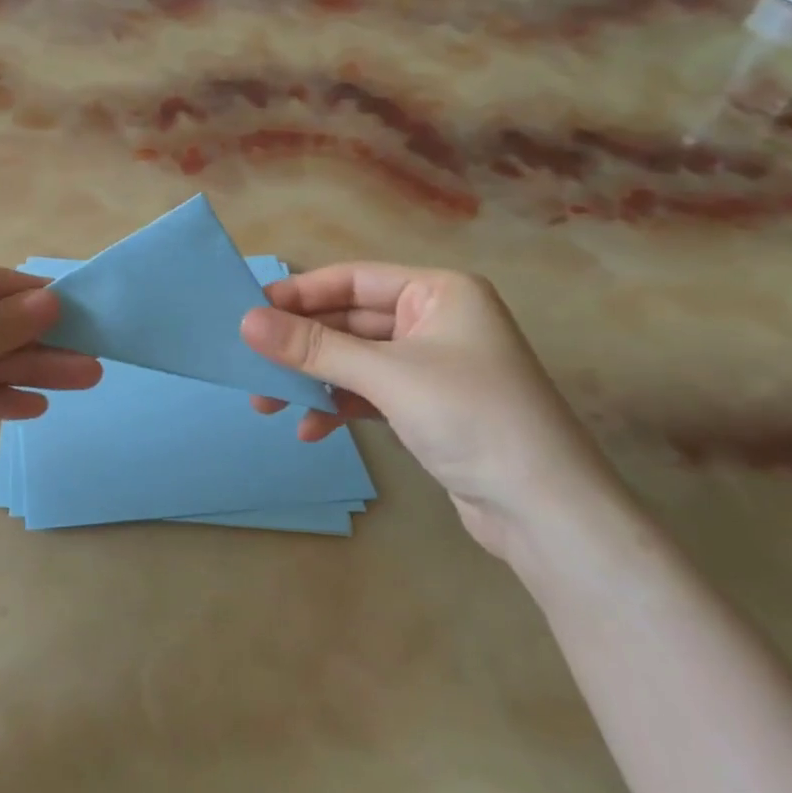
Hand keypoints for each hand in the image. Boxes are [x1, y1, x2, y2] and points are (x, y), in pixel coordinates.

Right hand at [241, 264, 623, 561]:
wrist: (545, 512)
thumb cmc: (471, 418)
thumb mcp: (386, 376)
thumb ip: (314, 348)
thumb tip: (246, 322)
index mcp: (439, 292)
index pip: (353, 280)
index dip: (299, 294)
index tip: (248, 311)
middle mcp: (436, 320)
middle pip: (350, 321)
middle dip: (301, 346)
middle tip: (250, 364)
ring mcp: (432, 366)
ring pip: (355, 361)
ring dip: (313, 381)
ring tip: (267, 405)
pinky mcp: (427, 408)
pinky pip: (369, 394)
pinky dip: (339, 407)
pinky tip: (311, 430)